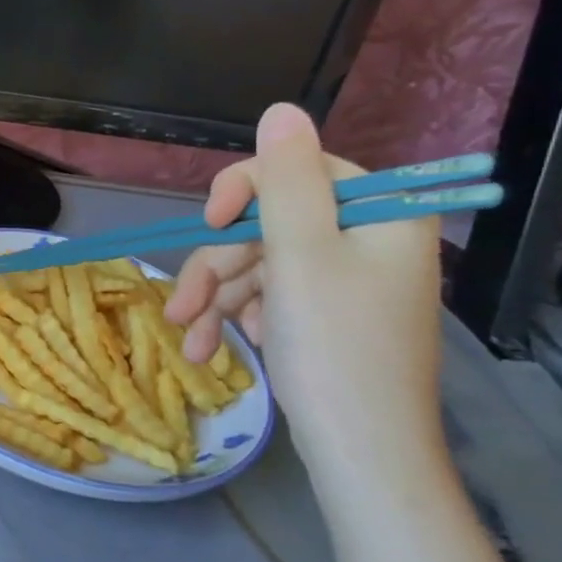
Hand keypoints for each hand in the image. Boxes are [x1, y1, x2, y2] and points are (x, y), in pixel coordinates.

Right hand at [163, 104, 445, 472]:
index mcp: (379, 216)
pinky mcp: (323, 315)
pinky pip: (267, 297)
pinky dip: (235, 318)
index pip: (300, 170)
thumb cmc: (335, 348)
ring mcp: (344, 282)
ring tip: (186, 339)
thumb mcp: (301, 255)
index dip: (245, 190)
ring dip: (214, 299)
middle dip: (217, 266)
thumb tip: (282, 108)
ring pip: (258, 265)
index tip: (211, 222)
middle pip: (268, 225)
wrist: (361, 453)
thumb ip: (286, 181)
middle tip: (181, 307)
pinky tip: (213, 348)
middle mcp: (365, 241)